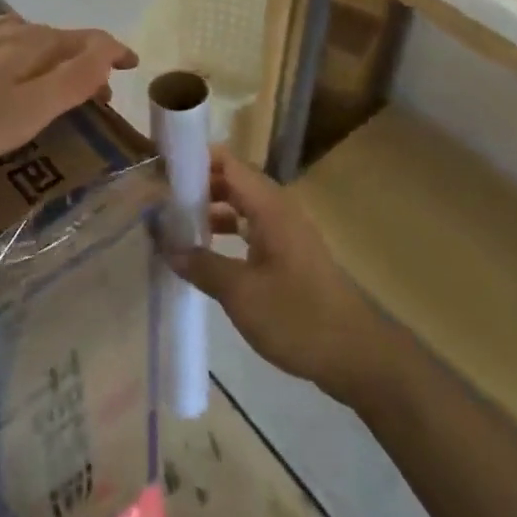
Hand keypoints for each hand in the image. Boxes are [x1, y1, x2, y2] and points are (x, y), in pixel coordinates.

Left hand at [0, 15, 137, 165]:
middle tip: (96, 94)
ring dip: (50, 63)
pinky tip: (1, 77)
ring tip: (53, 87)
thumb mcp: (27, 108)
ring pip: (26, 43)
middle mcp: (9, 28)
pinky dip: (17, 63)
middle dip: (83, 64)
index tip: (132, 64)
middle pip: (58, 41)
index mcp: (35, 43)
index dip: (114, 51)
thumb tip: (109, 53)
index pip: (89, 40)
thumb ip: (72, 81)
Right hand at [169, 151, 383, 398]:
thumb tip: (165, 244)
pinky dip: (225, 235)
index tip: (159, 169)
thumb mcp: (241, 293)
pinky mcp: (289, 258)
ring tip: (173, 227)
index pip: (227, 162)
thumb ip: (200, 264)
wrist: (358, 357)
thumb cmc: (299, 317)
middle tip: (158, 200)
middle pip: (232, 181)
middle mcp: (278, 210)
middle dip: (195, 186)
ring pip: (240, 208)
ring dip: (209, 212)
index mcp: (269, 207)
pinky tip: (203, 256)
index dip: (193, 159)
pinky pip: (250, 231)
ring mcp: (285, 234)